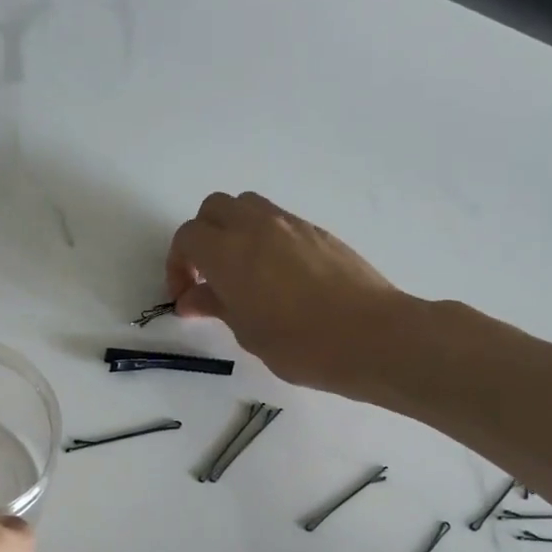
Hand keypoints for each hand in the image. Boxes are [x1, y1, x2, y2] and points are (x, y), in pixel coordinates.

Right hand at [166, 193, 408, 395]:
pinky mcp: (318, 232)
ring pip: (247, 207)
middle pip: (214, 209)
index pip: (187, 237)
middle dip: (202, 237)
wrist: (373, 336)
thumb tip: (191, 299)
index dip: (177, 265)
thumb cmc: (302, 345)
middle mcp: (256, 227)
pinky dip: (263, 237)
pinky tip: (275, 275)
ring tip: (240, 271)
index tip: (185, 297)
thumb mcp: (248, 333)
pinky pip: (278, 221)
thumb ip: (216, 306)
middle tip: (207, 276)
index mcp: (229, 253)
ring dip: (232, 231)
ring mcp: (291, 225)